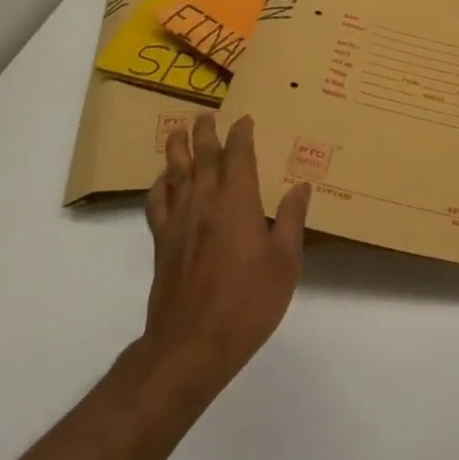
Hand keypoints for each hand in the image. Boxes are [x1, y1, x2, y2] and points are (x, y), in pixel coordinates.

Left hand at [135, 114, 309, 415]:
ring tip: (178, 132)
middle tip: (206, 115)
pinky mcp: (162, 243)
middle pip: (202, 157)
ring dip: (177, 149)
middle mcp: (205, 202)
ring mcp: (179, 222)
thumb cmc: (248, 302)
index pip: (238, 156)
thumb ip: (290, 220)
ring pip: (175, 174)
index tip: (245, 120)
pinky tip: (163, 182)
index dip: (241, 134)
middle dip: (205, 133)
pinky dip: (159, 185)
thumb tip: (301, 187)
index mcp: (238, 201)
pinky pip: (157, 203)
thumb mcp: (285, 262)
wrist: (191, 345)